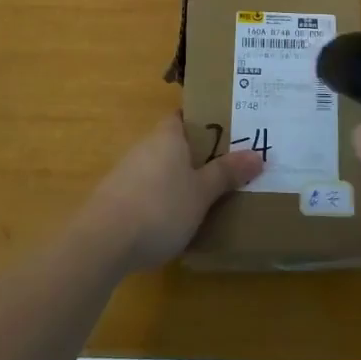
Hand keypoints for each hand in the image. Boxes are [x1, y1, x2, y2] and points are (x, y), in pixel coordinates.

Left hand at [74, 114, 263, 274]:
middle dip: (198, 154)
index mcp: (167, 135)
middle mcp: (145, 146)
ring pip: (162, 168)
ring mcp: (127, 172)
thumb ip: (227, 173)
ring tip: (208, 197)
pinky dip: (163, 199)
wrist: (102, 243)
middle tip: (228, 167)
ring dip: (180, 179)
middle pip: (175, 143)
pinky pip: (148, 190)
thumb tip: (258, 154)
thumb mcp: (202, 193)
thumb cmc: (160, 207)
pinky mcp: (116, 199)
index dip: (206, 121)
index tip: (230, 132)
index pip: (185, 116)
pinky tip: (176, 221)